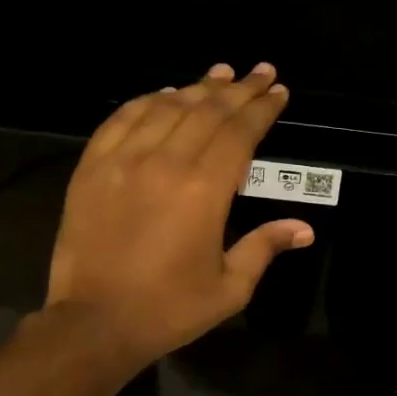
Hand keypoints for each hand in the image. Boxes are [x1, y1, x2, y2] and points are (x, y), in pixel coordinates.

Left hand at [45, 62, 313, 367]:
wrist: (93, 323)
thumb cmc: (169, 308)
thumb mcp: (229, 287)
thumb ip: (264, 247)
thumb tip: (304, 227)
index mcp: (205, 190)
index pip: (240, 132)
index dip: (262, 108)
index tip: (278, 91)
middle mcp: (166, 163)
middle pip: (208, 110)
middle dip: (239, 89)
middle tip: (260, 71)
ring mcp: (123, 161)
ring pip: (167, 107)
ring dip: (197, 87)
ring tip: (221, 73)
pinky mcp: (92, 167)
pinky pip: (123, 119)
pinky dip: (148, 101)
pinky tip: (165, 94)